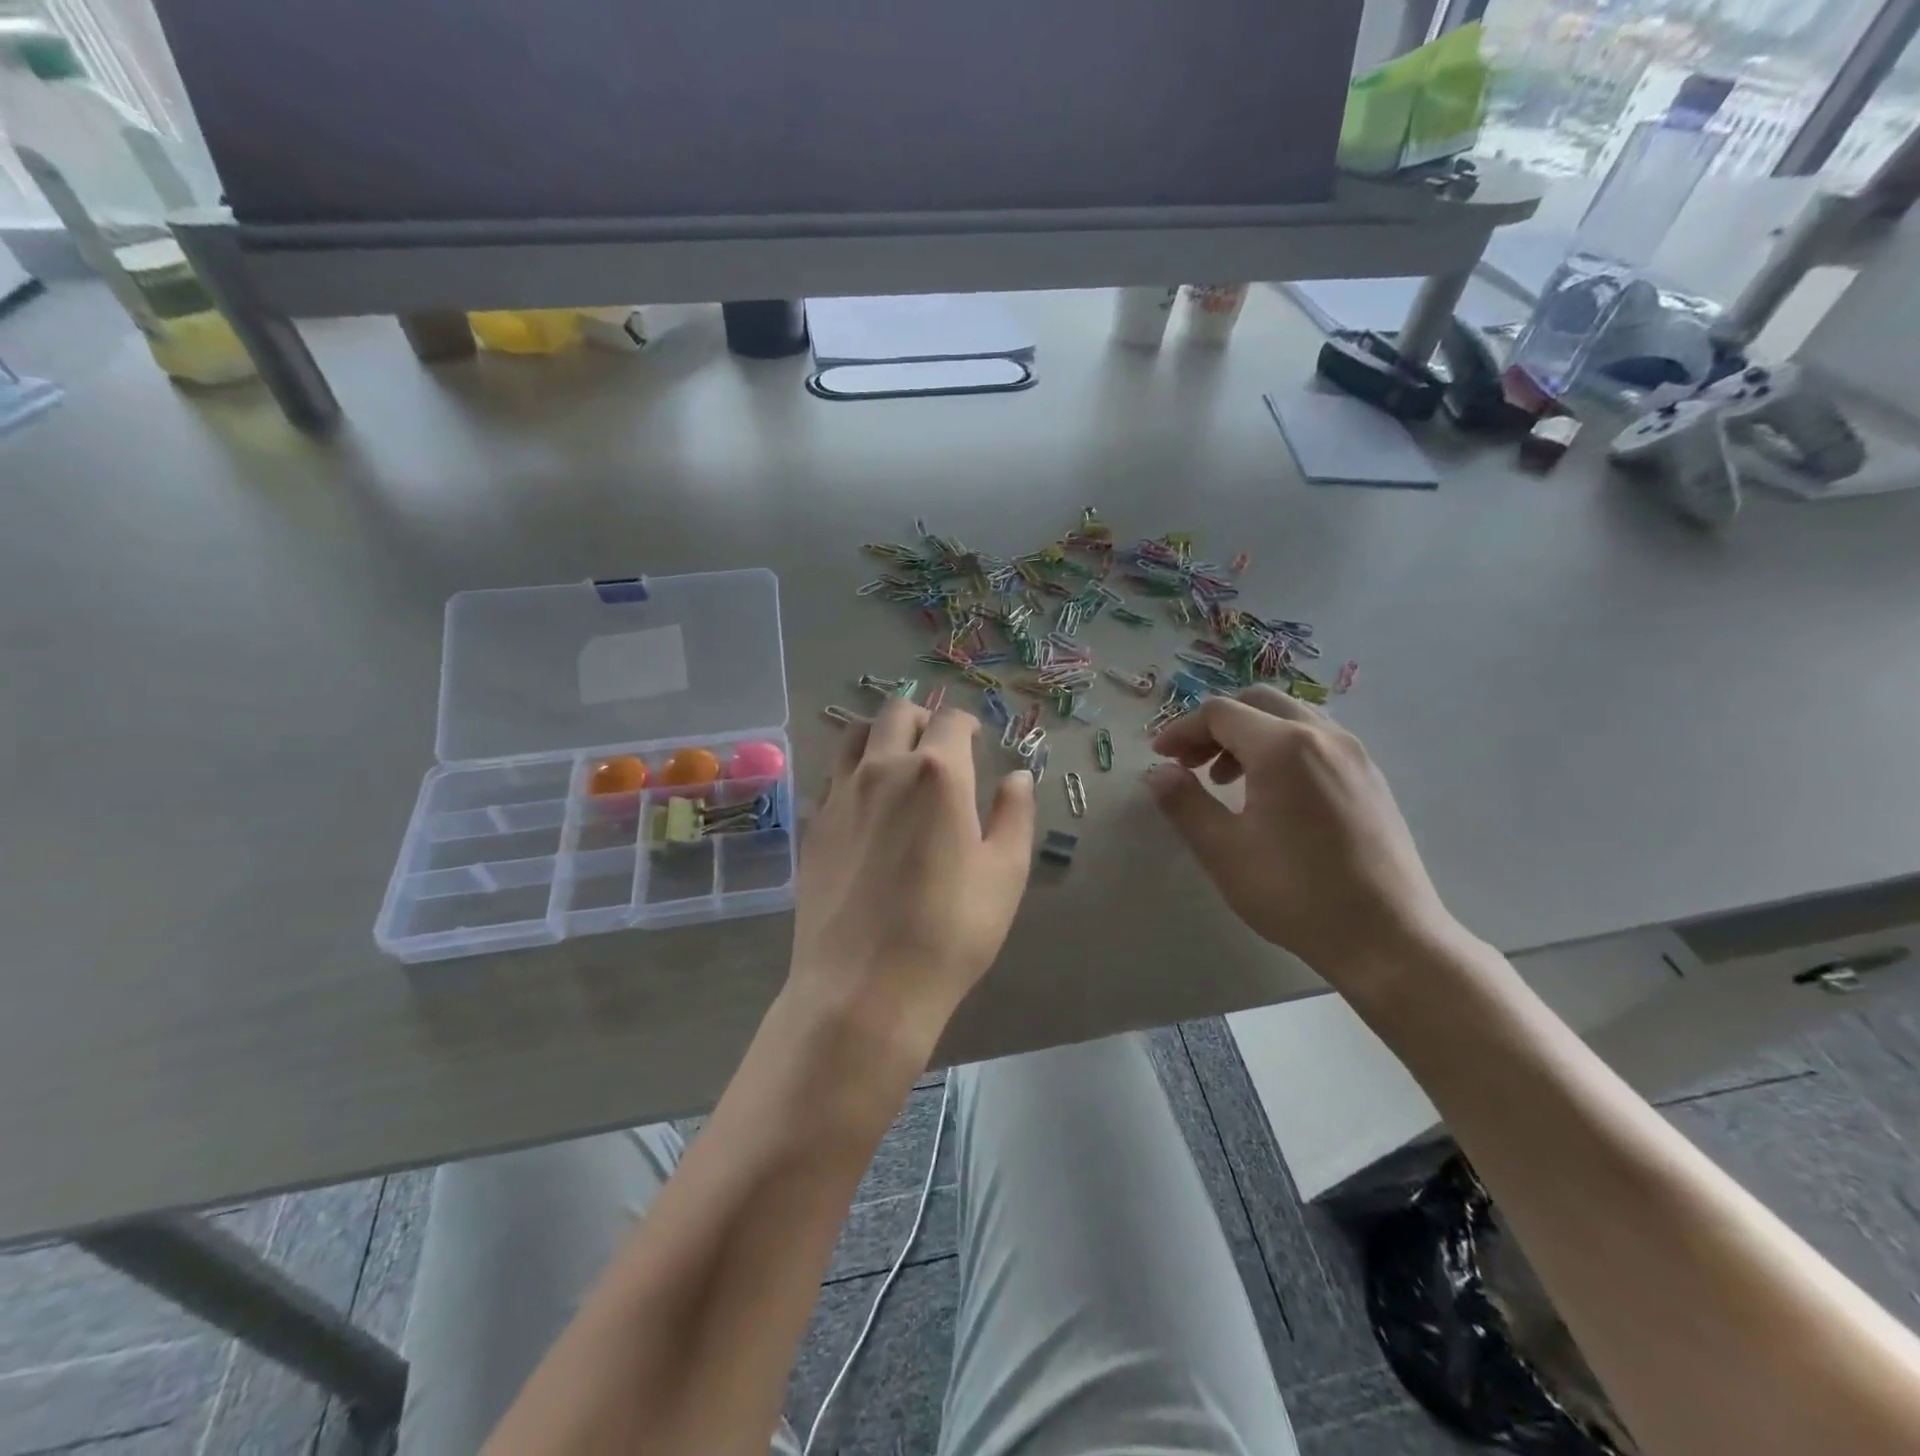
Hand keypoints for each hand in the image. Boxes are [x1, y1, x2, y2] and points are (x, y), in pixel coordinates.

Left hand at [791, 697, 1035, 1057]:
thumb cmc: (950, 931)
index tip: (976, 740)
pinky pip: (832, 776)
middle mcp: (884, 768)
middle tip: (939, 746)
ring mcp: (840, 794)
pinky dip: (852, 771)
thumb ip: (1014, 815)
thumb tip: (1018, 777)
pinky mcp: (814, 825)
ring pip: (855, 735)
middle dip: (923, 719)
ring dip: (881, 734)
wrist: (864, 986)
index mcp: (938, 773)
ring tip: (898, 760)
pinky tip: (865, 802)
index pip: (951, 721)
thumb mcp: (1005, 874)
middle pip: (897, 713)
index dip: (967, 724)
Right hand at [1146, 686, 1462, 990]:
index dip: (1182, 730)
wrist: (1389, 938)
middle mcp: (1323, 736)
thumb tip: (1156, 772)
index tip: (1160, 757)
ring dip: (1248, 735)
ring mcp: (1354, 754)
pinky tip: (1271, 793)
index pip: (1220, 713)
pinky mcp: (1370, 776)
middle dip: (1214, 726)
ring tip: (1226, 780)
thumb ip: (1184, 803)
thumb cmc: (1296, 894)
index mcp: (1284, 747)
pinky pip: (1316, 739)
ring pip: (1289, 717)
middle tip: (1189, 764)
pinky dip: (1281, 747)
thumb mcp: (1224, 851)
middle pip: (1257, 702)